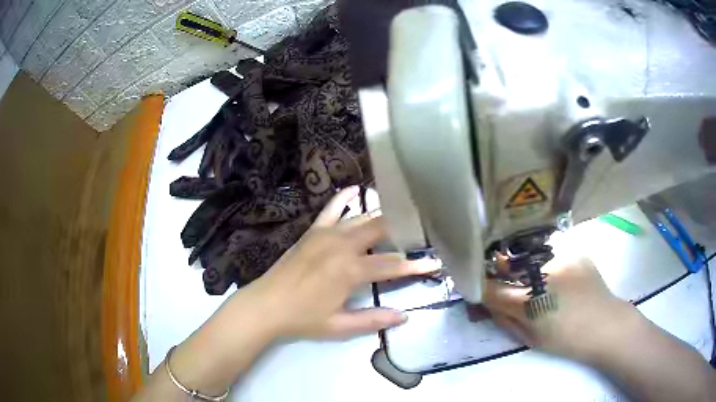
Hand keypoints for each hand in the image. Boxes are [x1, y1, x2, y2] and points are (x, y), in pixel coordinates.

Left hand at [252, 186, 439, 338]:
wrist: (267, 305)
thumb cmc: (303, 318)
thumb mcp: (340, 325)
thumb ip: (373, 320)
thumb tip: (404, 316)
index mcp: (351, 270)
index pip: (392, 265)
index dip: (416, 265)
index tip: (436, 262)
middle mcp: (342, 245)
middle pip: (381, 230)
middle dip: (404, 228)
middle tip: (422, 227)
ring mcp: (326, 234)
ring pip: (361, 218)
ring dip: (382, 214)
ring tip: (402, 210)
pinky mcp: (313, 231)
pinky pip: (331, 209)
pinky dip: (344, 198)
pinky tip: (356, 189)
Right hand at [483, 254, 636, 362]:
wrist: (605, 325)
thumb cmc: (566, 340)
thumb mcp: (530, 338)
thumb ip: (505, 319)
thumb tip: (486, 302)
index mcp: (530, 301)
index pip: (490, 288)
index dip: (479, 285)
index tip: (475, 285)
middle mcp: (543, 273)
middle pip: (507, 264)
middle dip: (499, 271)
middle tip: (501, 278)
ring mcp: (562, 257)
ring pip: (529, 255)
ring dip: (524, 265)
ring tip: (534, 276)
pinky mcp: (575, 251)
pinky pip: (551, 252)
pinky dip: (547, 262)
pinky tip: (557, 274)